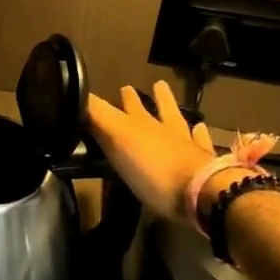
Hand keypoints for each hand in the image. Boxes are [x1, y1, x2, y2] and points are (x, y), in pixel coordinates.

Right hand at [85, 80, 217, 224]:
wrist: (201, 194)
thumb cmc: (153, 168)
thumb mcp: (116, 137)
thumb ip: (96, 114)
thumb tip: (74, 89)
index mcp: (142, 124)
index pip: (128, 106)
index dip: (124, 98)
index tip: (123, 87)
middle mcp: (167, 131)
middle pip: (160, 111)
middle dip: (155, 99)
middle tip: (156, 84)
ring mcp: (189, 148)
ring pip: (183, 125)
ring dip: (179, 115)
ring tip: (179, 105)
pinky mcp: (205, 168)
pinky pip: (202, 146)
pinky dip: (201, 137)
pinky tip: (203, 131)